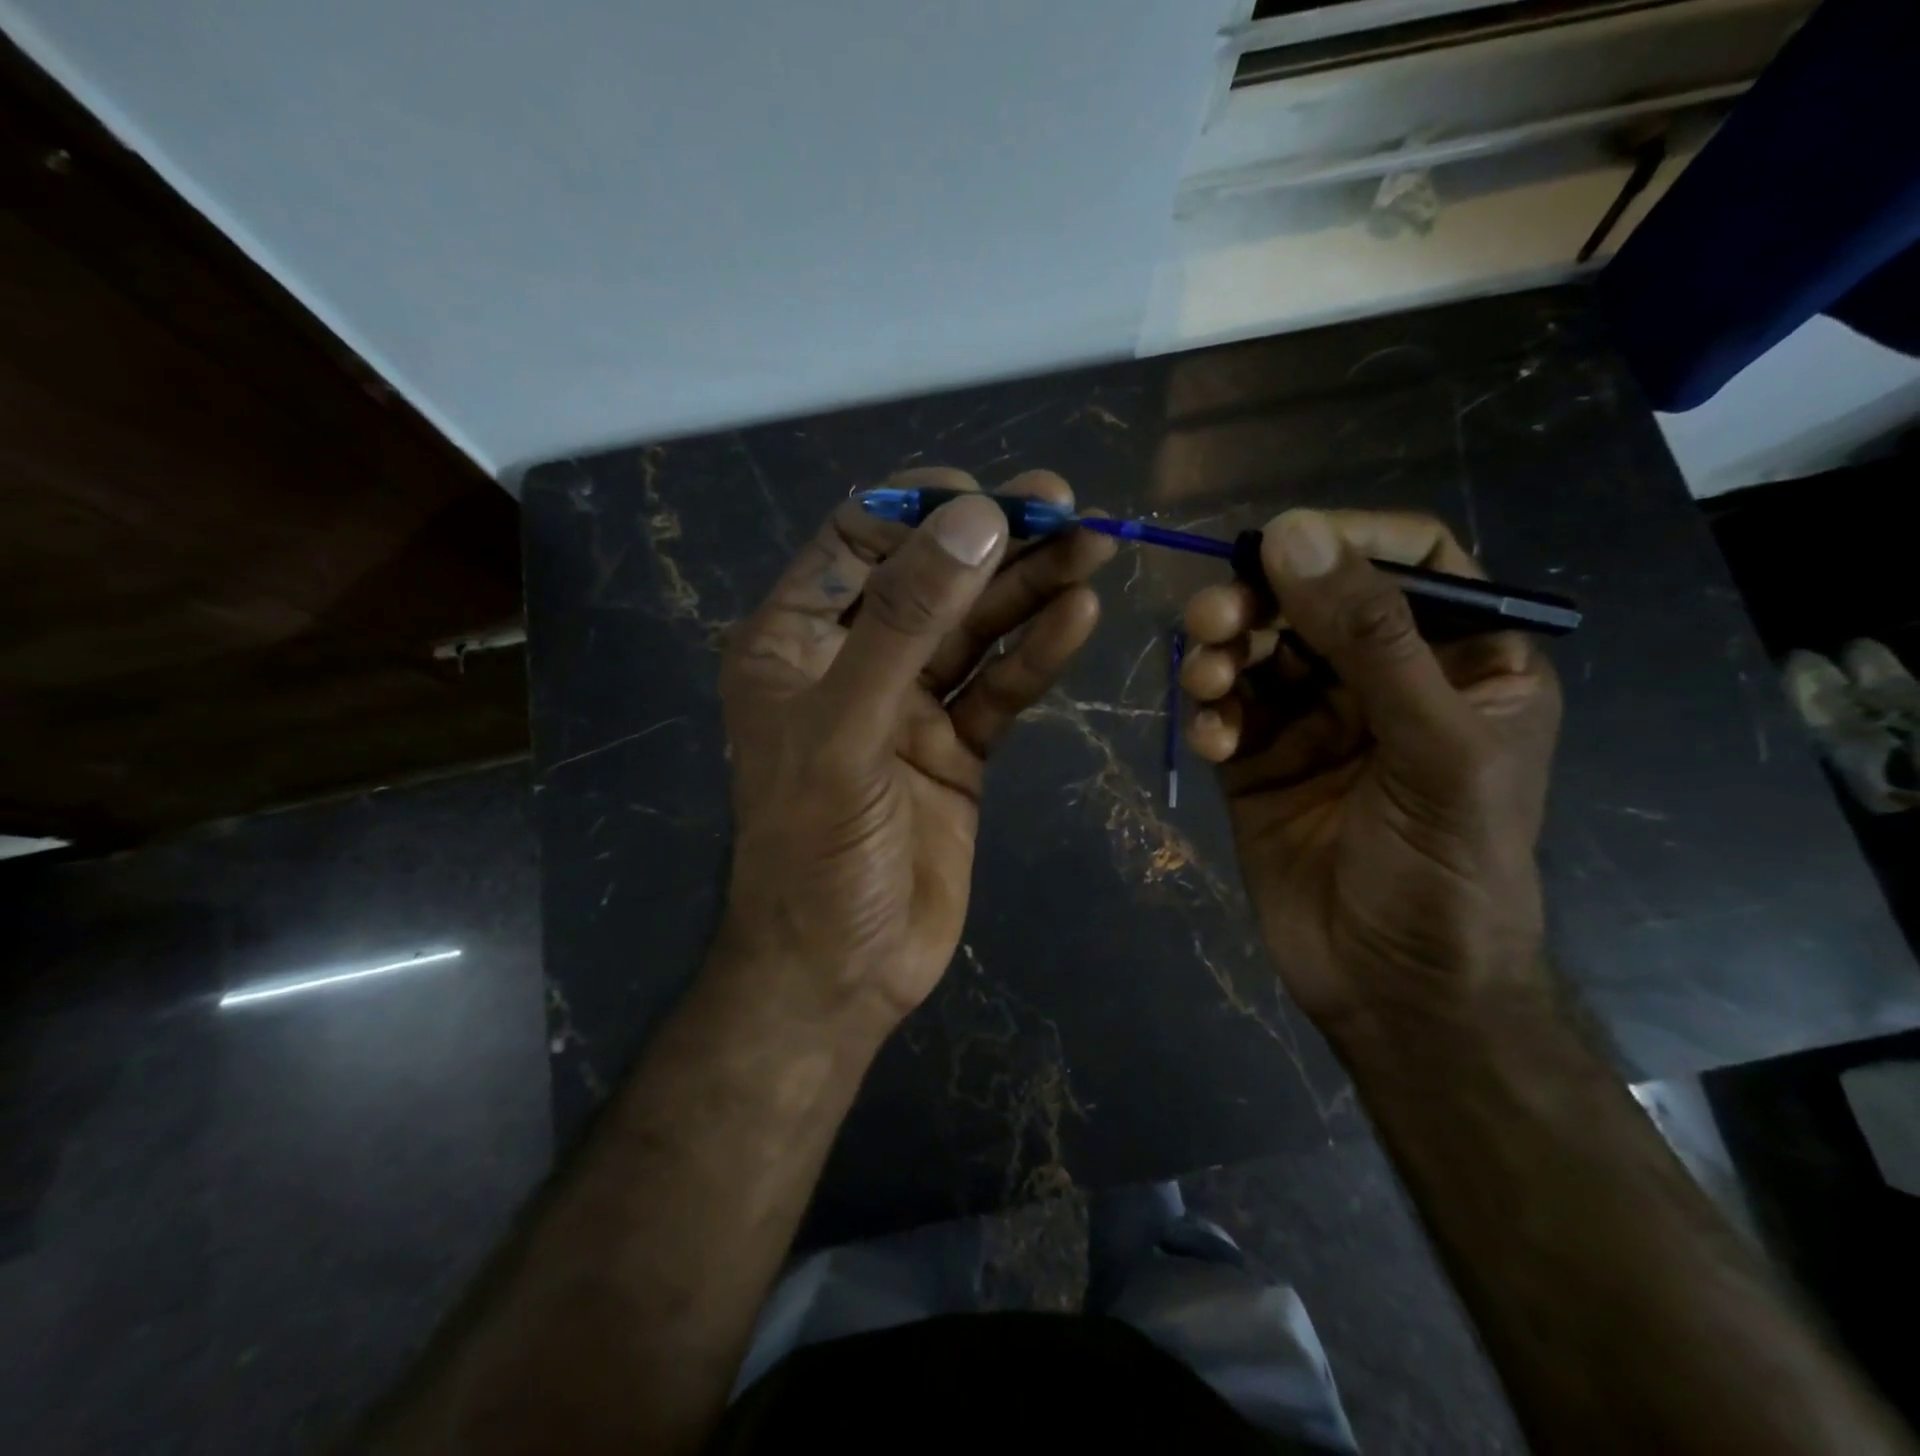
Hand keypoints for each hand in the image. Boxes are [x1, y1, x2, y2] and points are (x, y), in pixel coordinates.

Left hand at [715, 468, 1115, 1037]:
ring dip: (1029, 589)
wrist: (843, 971)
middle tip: (1066, 505)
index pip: (856, 543)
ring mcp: (909, 705)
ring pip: (974, 630)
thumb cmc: (815, 852)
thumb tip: (974, 520)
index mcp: (794, 642)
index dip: (919, 513)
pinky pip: (1000, 688)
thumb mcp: (846, 730)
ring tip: (1094, 549)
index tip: (989, 501)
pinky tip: (1078, 616)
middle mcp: (851, 662)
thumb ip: (905, 625)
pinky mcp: (956, 748)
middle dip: (994, 542)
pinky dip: (1037, 654)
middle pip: (929, 580)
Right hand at [1181, 509, 1560, 1041]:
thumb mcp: (1433, 747)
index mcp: (1462, 661)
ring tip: (1207, 682)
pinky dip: (1209, 713)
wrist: (1394, 989)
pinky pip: (1224, 709)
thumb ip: (1370, 638)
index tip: (1279, 544)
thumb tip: (1292, 533)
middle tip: (1214, 618)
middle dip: (1259, 602)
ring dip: (1222, 654)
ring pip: (1257, 650)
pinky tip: (1211, 739)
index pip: (1410, 561)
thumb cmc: (1447, 870)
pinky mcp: (1259, 759)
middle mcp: (1385, 680)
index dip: (1346, 540)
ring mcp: (1315, 721)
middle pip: (1313, 601)